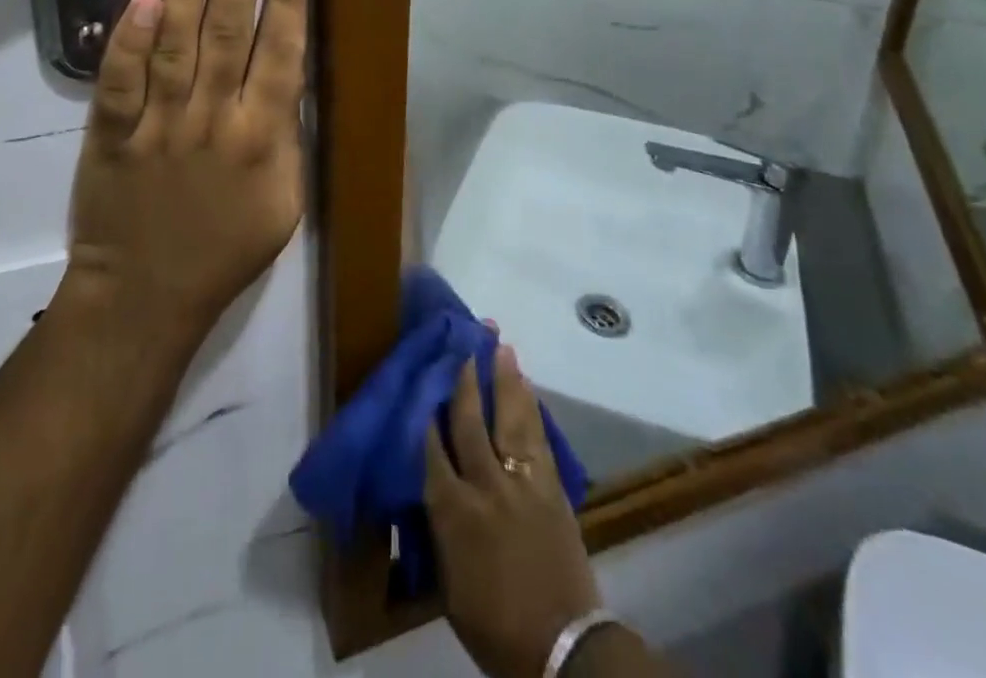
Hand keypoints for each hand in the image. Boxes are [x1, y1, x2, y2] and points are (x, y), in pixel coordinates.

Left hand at [62, 0, 306, 349]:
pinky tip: (141, 1)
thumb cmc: (223, 250)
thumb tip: (285, 77)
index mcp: (262, 140)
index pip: (281, 56)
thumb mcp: (283, 204)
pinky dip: (128, 44)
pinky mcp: (113, 136)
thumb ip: (286, 138)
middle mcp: (213, 123)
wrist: (145, 296)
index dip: (287, 1)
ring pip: (175, 48)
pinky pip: (120, 84)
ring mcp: (159, 127)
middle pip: (229, 37)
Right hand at [426, 345, 601, 677]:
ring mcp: (523, 483)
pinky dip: (531, 408)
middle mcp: (486, 485)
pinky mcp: (553, 488)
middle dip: (463, 378)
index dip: (424, 408)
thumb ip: (438, 527)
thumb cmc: (495, 626)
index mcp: (453, 512)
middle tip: (462, 339)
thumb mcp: (449, 584)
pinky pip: (539, 438)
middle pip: (470, 421)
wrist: (564, 650)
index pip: (430, 446)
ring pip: (509, 418)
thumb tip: (429, 485)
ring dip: (504, 379)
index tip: (421, 373)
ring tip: (500, 344)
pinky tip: (527, 387)